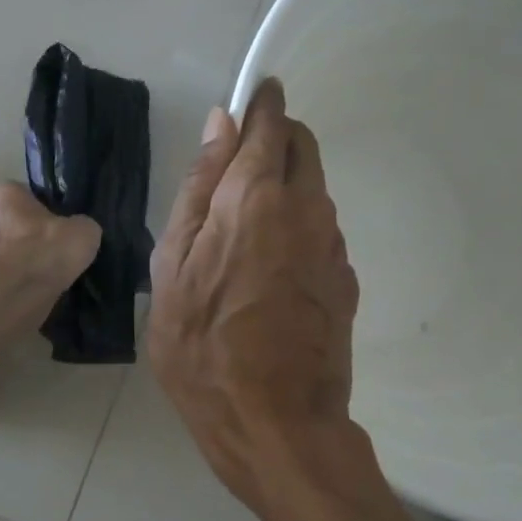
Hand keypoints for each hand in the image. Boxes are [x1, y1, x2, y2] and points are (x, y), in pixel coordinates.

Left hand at [0, 182, 101, 293]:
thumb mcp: (84, 228)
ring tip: (42, 269)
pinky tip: (33, 286)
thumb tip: (78, 232)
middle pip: (6, 220)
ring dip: (16, 256)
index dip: (40, 209)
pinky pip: (2, 272)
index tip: (56, 223)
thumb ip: (78, 225)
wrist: (26, 289)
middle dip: (21, 231)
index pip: (21, 194)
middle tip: (47, 246)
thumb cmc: (51, 246)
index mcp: (2, 193)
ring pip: (0, 247)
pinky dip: (14, 277)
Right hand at [148, 81, 359, 503]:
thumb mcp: (173, 268)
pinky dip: (300, 226)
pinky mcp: (347, 279)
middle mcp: (307, 209)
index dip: (262, 104)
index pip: (270, 123)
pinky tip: (272, 269)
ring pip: (316, 189)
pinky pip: (322, 231)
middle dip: (277, 139)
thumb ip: (199, 190)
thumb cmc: (203, 349)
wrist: (276, 423)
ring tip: (246, 229)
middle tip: (239, 167)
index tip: (253, 97)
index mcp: (256, 198)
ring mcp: (334, 245)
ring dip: (288, 185)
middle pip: (303, 147)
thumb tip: (220, 126)